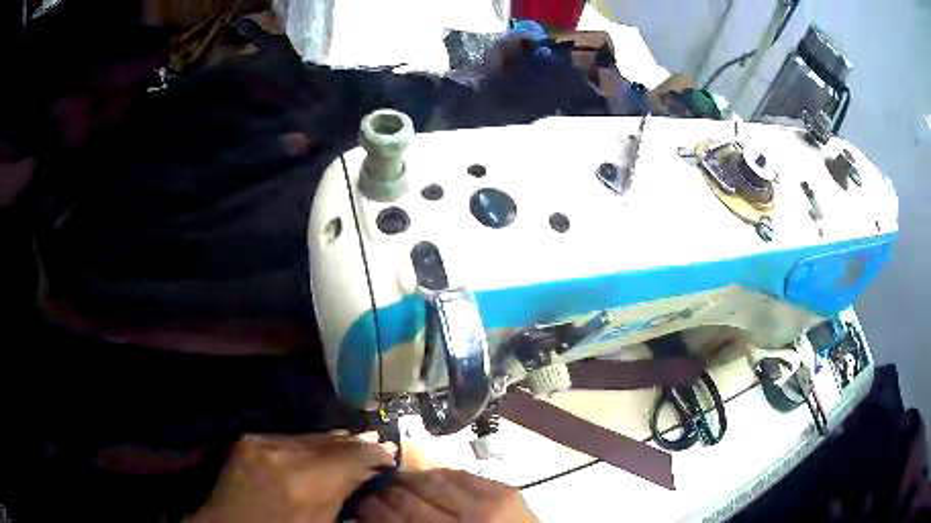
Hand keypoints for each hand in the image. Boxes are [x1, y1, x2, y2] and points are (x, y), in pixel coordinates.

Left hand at [189, 431, 395, 522]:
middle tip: (375, 446)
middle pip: (331, 441)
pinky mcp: (248, 440)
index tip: (389, 455)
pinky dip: (306, 443)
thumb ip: (345, 493)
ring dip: (332, 442)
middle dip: (355, 445)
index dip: (374, 453)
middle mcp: (283, 454)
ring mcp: (261, 442)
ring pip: (309, 436)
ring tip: (349, 445)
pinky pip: (287, 436)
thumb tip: (368, 470)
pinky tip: (316, 449)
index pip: (352, 455)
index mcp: (307, 484)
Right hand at [357, 469, 537, 522]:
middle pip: (409, 498)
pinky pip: (462, 473)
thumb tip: (377, 516)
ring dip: (409, 478)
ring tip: (397, 479)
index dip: (371, 508)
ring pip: (432, 480)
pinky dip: (441, 473)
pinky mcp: (504, 490)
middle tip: (372, 488)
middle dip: (384, 491)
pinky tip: (431, 476)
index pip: (394, 520)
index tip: (359, 501)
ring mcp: (485, 503)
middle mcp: (461, 522)